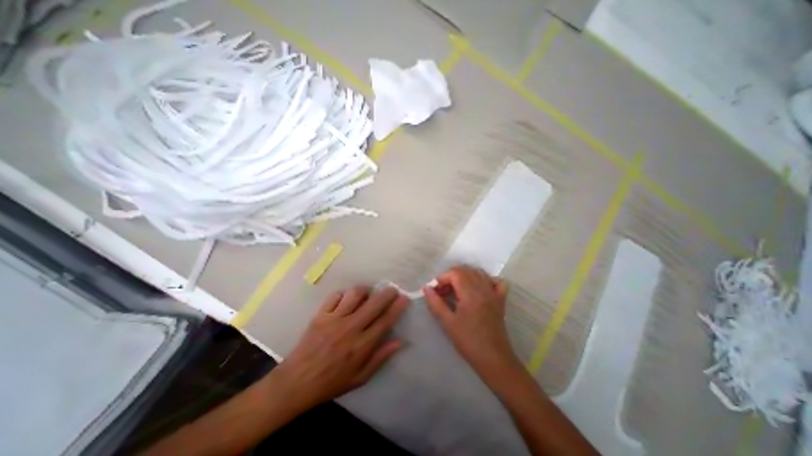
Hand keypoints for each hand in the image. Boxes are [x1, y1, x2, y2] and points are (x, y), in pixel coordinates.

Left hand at [271, 286, 408, 408]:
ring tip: (368, 294)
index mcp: (361, 346)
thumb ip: (380, 358)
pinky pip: (335, 296)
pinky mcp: (320, 315)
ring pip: (355, 294)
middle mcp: (350, 328)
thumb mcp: (359, 378)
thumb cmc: (330, 382)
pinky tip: (346, 300)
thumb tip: (400, 342)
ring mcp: (334, 319)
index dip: (397, 308)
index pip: (385, 321)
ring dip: (365, 291)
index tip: (404, 298)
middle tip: (392, 290)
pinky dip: (344, 294)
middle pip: (373, 304)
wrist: (295, 382)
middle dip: (386, 293)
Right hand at [422, 266, 515, 381]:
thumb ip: (435, 303)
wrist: (493, 359)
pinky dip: (486, 280)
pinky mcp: (500, 300)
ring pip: (479, 273)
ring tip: (456, 290)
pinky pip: (496, 281)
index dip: (442, 278)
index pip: (455, 272)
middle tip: (443, 292)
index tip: (435, 291)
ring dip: (465, 277)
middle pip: (466, 270)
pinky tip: (478, 288)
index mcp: (470, 293)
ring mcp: (494, 293)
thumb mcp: (447, 323)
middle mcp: (483, 288)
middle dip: (451, 277)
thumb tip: (426, 288)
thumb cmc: (468, 341)